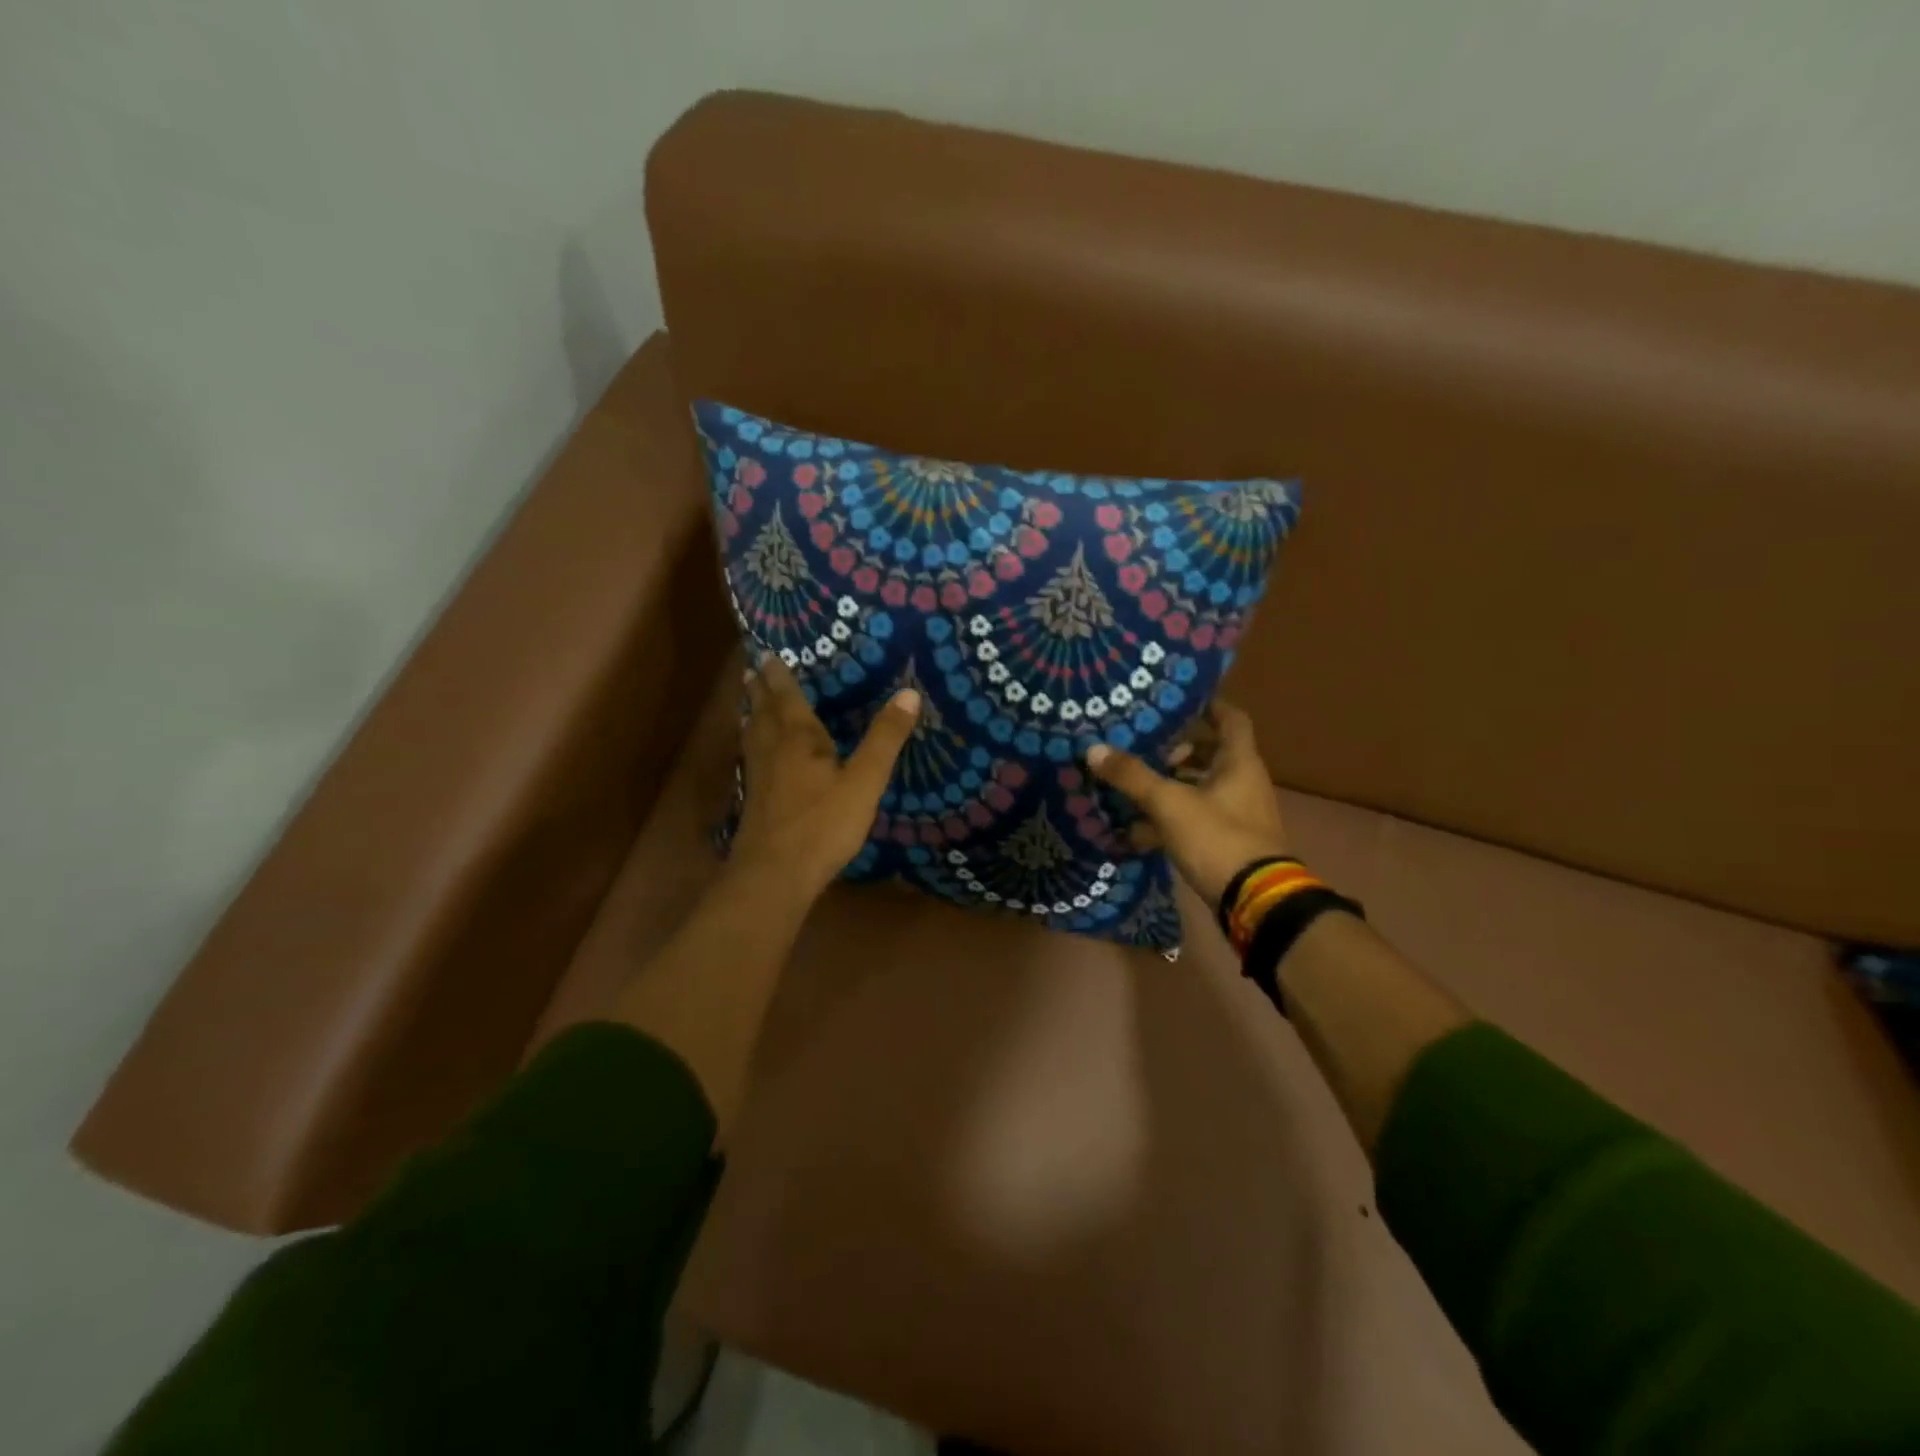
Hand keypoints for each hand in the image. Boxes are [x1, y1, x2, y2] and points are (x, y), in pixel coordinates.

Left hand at [731, 655, 920, 896]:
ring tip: (749, 703)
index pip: (787, 698)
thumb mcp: (864, 781)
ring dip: (751, 714)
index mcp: (798, 739)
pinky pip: (750, 759)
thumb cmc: (823, 824)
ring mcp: (758, 777)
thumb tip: (909, 693)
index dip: (780, 676)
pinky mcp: (754, 801)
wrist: (775, 874)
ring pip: (752, 736)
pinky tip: (755, 757)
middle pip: (762, 712)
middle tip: (752, 669)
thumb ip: (885, 739)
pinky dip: (751, 745)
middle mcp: (772, 750)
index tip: (768, 653)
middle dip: (759, 690)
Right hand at [1086, 700, 1288, 912]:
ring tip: (1134, 784)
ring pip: (1201, 787)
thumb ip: (1132, 776)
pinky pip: (1196, 818)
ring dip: (1171, 784)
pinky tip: (1137, 828)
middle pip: (1212, 753)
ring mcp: (1237, 815)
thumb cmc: (1218, 838)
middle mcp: (1243, 783)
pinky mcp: (1227, 842)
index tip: (1176, 700)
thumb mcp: (1169, 803)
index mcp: (1239, 763)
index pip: (1230, 719)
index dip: (1207, 705)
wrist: (1255, 901)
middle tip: (1144, 746)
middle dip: (1178, 749)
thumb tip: (1094, 749)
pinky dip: (1171, 818)